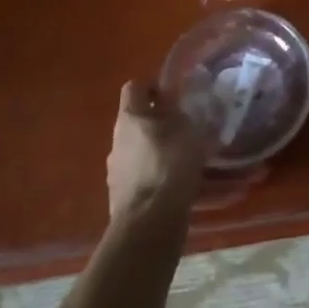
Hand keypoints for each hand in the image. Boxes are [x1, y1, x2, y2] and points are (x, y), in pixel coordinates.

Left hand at [107, 81, 206, 219]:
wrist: (150, 221)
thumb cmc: (170, 164)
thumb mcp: (185, 128)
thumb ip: (177, 108)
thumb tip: (169, 92)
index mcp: (130, 117)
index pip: (136, 87)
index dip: (155, 86)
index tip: (176, 95)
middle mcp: (118, 139)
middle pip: (139, 121)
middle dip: (163, 123)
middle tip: (189, 129)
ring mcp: (116, 169)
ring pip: (143, 151)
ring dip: (163, 151)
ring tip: (192, 163)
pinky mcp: (122, 195)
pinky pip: (146, 177)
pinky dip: (162, 178)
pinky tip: (185, 188)